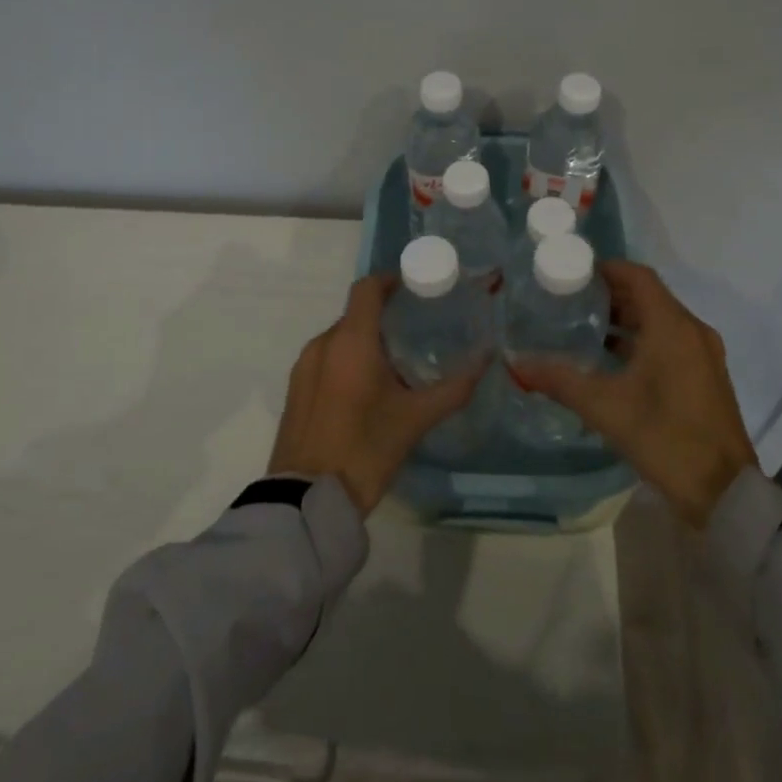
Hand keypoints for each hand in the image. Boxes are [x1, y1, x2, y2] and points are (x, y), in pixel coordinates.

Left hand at [268, 273, 479, 514]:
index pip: (367, 288)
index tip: (415, 290)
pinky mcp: (295, 390)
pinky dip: (347, 361)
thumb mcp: (416, 419)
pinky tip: (366, 392)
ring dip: (365, 342)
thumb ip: (454, 387)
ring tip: (394, 367)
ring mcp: (304, 367)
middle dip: (384, 317)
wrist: (306, 500)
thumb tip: (486, 358)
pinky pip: (326, 359)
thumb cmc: (365, 450)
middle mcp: (323, 344)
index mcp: (351, 341)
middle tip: (416, 335)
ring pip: (340, 338)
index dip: (390, 281)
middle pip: (356, 314)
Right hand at [511, 261, 756, 527]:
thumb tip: (516, 363)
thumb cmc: (665, 437)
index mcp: (672, 326)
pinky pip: (671, 342)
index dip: (607, 268)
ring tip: (585, 328)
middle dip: (611, 294)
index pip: (639, 276)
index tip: (574, 273)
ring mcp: (703, 355)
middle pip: (649, 297)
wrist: (724, 493)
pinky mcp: (706, 378)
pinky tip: (612, 362)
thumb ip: (560, 380)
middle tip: (571, 300)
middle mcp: (692, 331)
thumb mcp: (605, 407)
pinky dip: (642, 341)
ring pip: (661, 321)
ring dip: (626, 319)